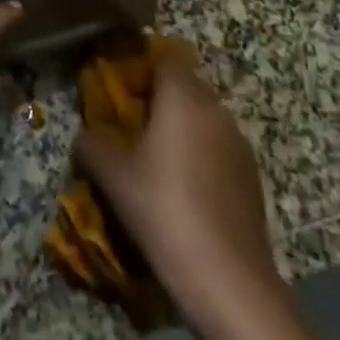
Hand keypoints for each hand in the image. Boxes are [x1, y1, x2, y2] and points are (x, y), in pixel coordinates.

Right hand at [78, 48, 339, 339]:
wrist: (229, 282)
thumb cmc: (164, 211)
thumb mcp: (113, 177)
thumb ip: (93, 144)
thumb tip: (87, 134)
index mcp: (183, 97)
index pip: (164, 57)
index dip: (141, 67)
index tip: (120, 89)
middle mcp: (215, 110)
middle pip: (185, 86)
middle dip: (159, 99)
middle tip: (131, 125)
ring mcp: (239, 144)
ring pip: (204, 118)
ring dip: (181, 128)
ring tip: (156, 160)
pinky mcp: (252, 177)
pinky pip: (219, 148)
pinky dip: (200, 155)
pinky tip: (184, 189)